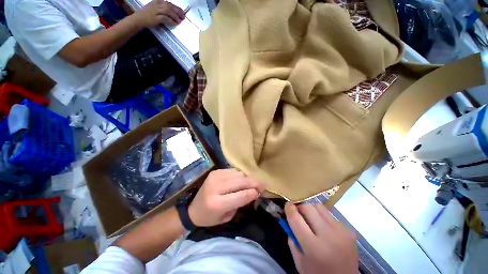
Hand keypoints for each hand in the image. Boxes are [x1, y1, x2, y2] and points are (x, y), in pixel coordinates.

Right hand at [134, 0, 184, 27]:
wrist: (139, 18)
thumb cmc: (147, 14)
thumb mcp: (155, 7)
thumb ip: (163, 8)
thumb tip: (173, 13)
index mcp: (158, 1)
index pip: (170, 4)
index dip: (177, 8)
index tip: (182, 12)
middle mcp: (158, 4)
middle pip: (170, 7)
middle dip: (178, 12)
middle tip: (183, 17)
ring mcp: (156, 10)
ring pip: (169, 12)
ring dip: (175, 17)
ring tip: (179, 21)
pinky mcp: (156, 17)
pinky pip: (166, 18)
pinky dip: (171, 21)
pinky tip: (175, 24)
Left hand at [188, 169, 263, 226]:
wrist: (192, 208)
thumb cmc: (210, 217)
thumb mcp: (226, 216)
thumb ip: (240, 203)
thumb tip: (253, 191)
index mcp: (216, 203)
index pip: (240, 195)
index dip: (252, 193)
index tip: (261, 192)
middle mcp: (215, 187)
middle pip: (240, 182)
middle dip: (254, 182)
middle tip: (263, 184)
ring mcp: (215, 176)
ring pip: (238, 174)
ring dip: (248, 178)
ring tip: (254, 182)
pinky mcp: (216, 171)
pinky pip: (233, 171)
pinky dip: (240, 175)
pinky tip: (243, 179)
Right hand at [285, 203, 357, 273]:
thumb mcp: (299, 262)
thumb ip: (292, 240)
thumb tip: (289, 219)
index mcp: (314, 247)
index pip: (296, 219)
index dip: (289, 209)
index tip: (287, 205)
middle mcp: (328, 236)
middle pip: (308, 208)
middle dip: (300, 208)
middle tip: (299, 215)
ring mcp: (341, 231)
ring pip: (319, 207)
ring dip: (312, 211)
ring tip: (312, 221)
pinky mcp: (349, 230)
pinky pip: (330, 215)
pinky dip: (323, 218)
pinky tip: (325, 229)